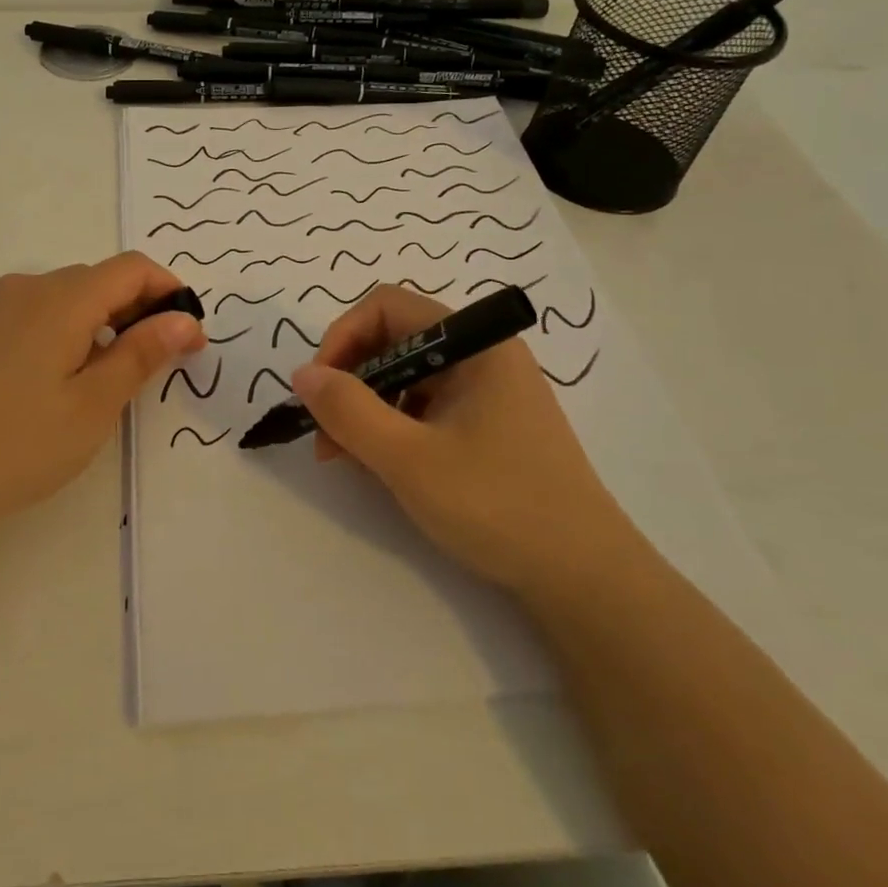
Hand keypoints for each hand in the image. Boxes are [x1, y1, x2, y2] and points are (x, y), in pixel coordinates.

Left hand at [0, 253, 204, 554]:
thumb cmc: (14, 444)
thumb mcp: (93, 405)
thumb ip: (142, 354)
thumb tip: (184, 319)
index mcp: (62, 298)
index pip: (133, 267)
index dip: (169, 292)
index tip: (188, 339)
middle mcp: (26, 288)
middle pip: (99, 280)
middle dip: (138, 310)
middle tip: (155, 365)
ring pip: (65, 299)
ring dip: (101, 324)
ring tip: (106, 380)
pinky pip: (33, 316)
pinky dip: (64, 334)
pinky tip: (54, 385)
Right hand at [290, 285, 633, 593]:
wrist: (585, 579)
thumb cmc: (497, 505)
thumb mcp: (408, 459)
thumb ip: (348, 411)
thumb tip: (301, 374)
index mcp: (475, 344)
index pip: (387, 307)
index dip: (342, 338)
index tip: (319, 388)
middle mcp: (483, 356)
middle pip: (395, 341)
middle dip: (350, 381)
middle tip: (323, 433)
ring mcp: (488, 393)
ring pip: (406, 378)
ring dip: (366, 409)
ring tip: (343, 457)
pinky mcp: (489, 427)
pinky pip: (426, 408)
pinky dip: (392, 428)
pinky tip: (377, 466)